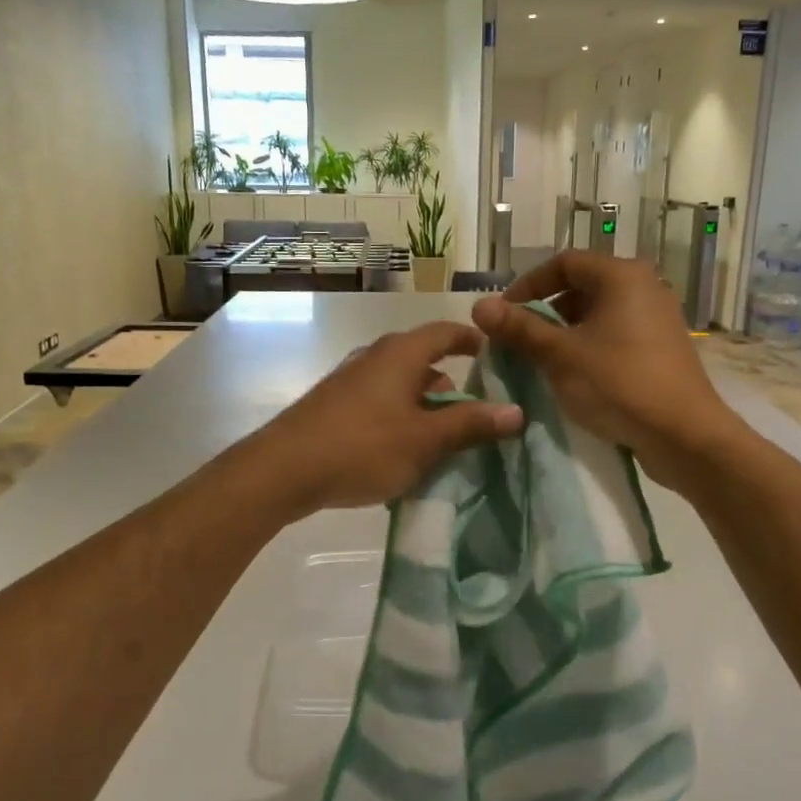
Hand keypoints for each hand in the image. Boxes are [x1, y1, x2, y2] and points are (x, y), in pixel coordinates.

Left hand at [254, 320, 523, 512]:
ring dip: (424, 406)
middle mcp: (375, 357)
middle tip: (477, 413)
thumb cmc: (363, 446)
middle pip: (423, 360)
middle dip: (451, 385)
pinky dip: (400, 418)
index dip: (472, 340)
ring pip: (400, 385)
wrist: (283, 469)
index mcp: (401, 353)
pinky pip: (379, 403)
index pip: (445, 332)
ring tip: (444, 439)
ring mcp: (351, 380)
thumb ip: (471, 424)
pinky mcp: (334, 405)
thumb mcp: (425, 439)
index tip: (494, 355)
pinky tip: (403, 451)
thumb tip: (516, 411)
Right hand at [471, 252, 739, 488]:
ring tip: (541, 360)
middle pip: (582, 286)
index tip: (504, 313)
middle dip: (545, 311)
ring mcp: (657, 317)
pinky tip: (574, 375)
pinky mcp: (662, 347)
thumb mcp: (560, 355)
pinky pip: (615, 333)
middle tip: (518, 340)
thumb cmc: (618, 384)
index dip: (528, 284)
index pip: (564, 262)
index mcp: (622, 276)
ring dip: (564, 331)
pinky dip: (588, 345)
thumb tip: (479, 306)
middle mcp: (644, 287)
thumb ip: (519, 328)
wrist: (684, 434)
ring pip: (598, 313)